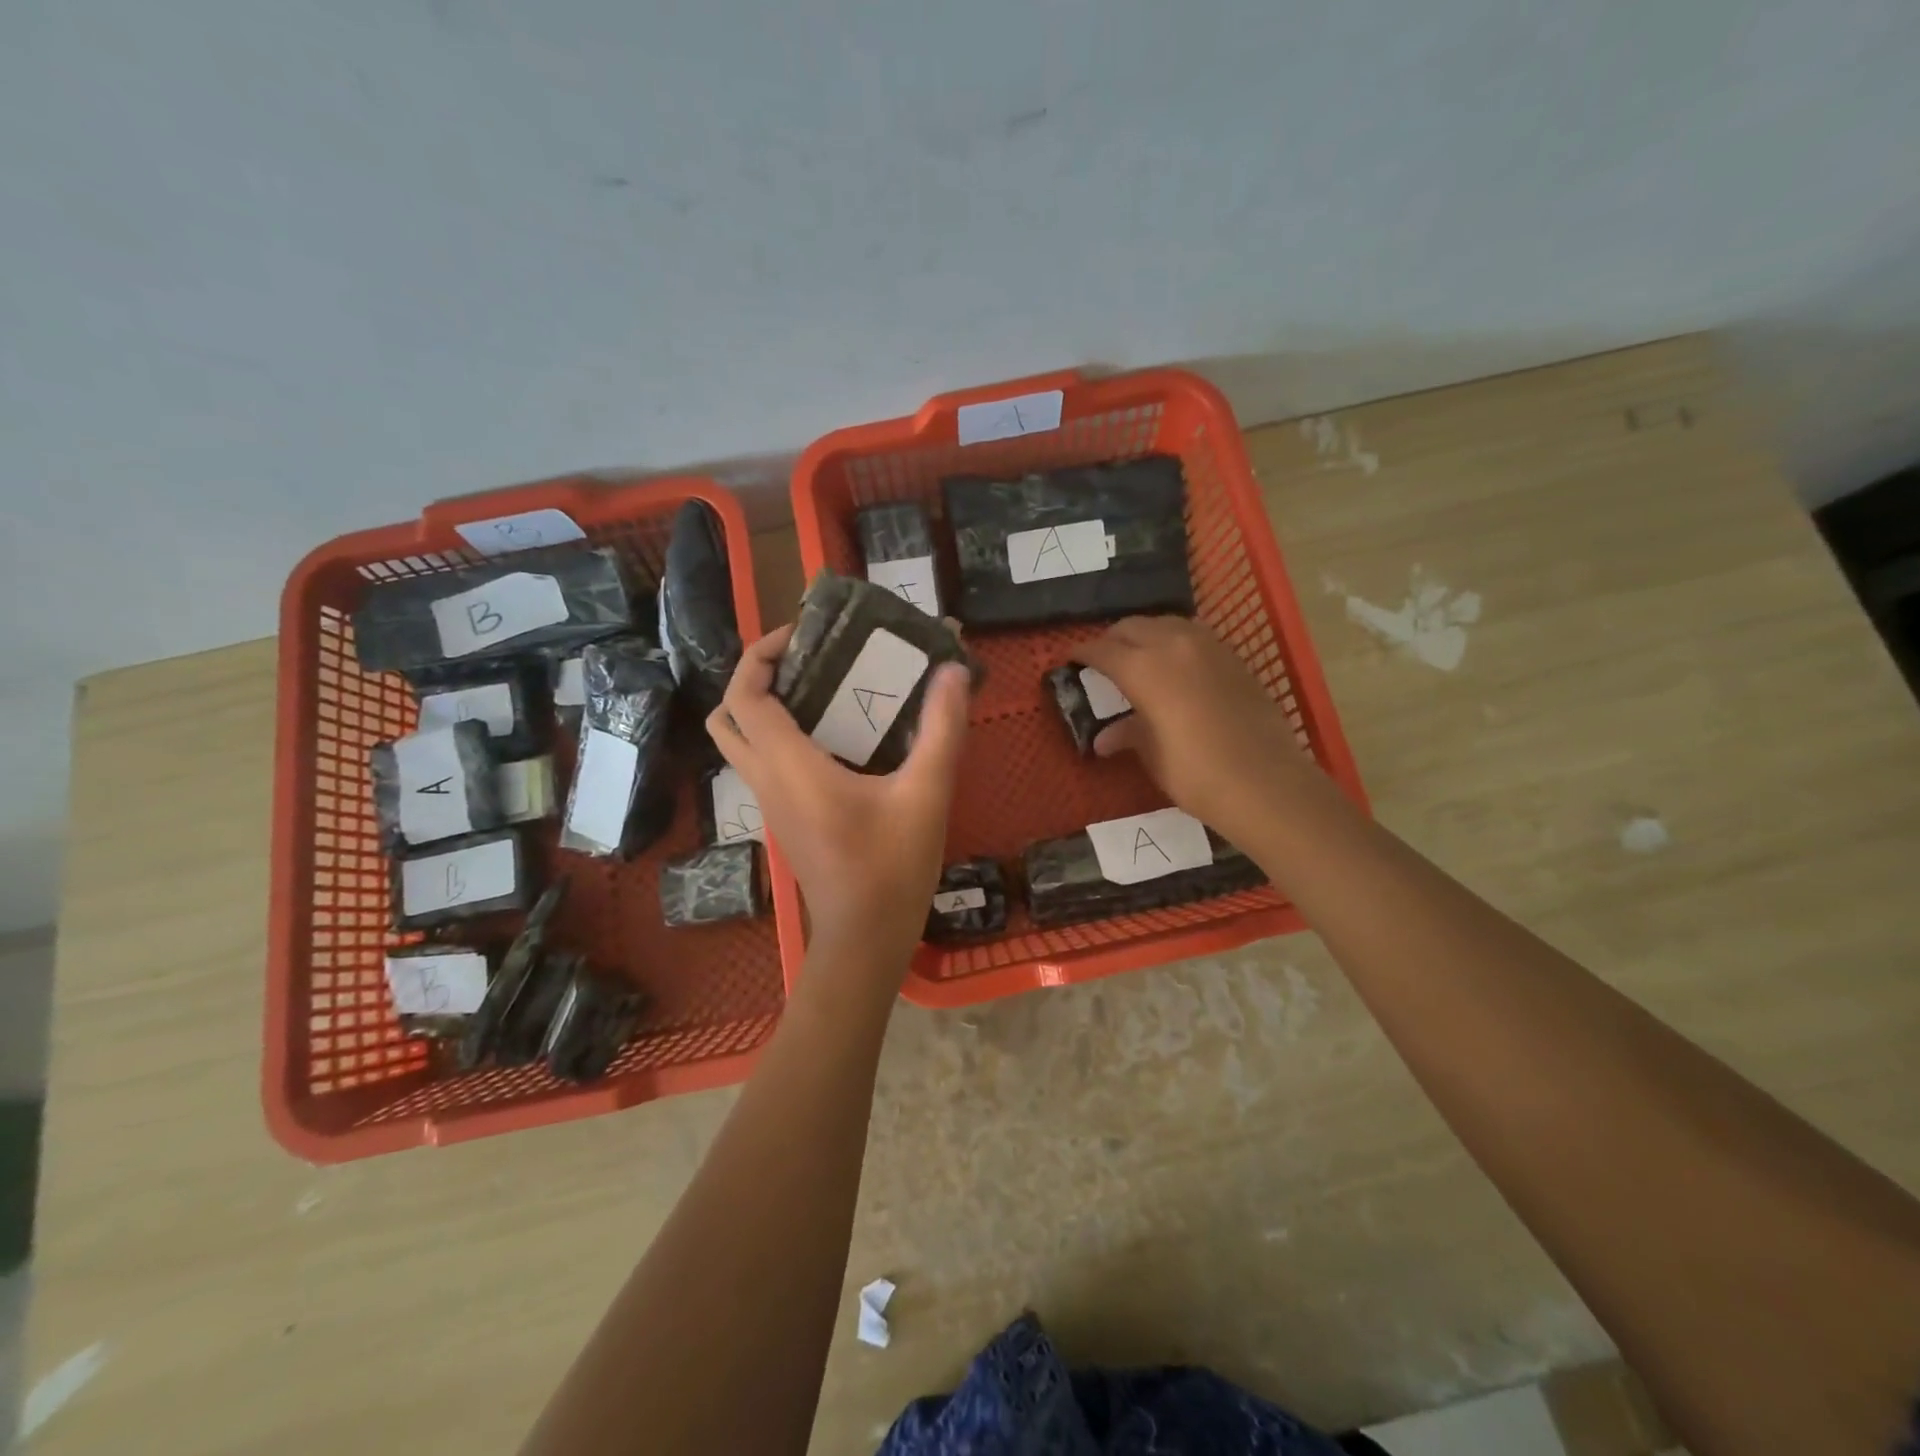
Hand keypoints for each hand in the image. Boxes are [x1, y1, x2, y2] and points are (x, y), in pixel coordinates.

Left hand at [706, 625, 970, 964]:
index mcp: (790, 766)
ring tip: (820, 689)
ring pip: (739, 742)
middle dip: (754, 678)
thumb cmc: (892, 866)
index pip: (745, 696)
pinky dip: (779, 735)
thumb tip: (954, 670)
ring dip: (763, 707)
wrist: (866, 937)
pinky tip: (834, 736)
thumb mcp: (927, 793)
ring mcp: (770, 803)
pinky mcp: (783, 819)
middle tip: (804, 661)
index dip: (761, 655)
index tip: (801, 635)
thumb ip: (942, 728)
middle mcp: (767, 780)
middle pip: (727, 716)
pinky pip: (762, 763)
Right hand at [1078, 616, 1311, 845]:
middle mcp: (1173, 645)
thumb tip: (1103, 739)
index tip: (1070, 660)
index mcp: (1143, 668)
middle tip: (1103, 660)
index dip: (1082, 653)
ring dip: (1146, 634)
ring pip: (1166, 624)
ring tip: (1139, 657)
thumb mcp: (1153, 754)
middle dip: (1112, 639)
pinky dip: (1176, 642)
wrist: (1266, 782)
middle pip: (1132, 627)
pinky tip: (1177, 665)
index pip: (1102, 650)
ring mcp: (1209, 647)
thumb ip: (1128, 734)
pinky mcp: (1234, 658)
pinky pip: (1195, 636)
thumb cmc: (1196, 773)